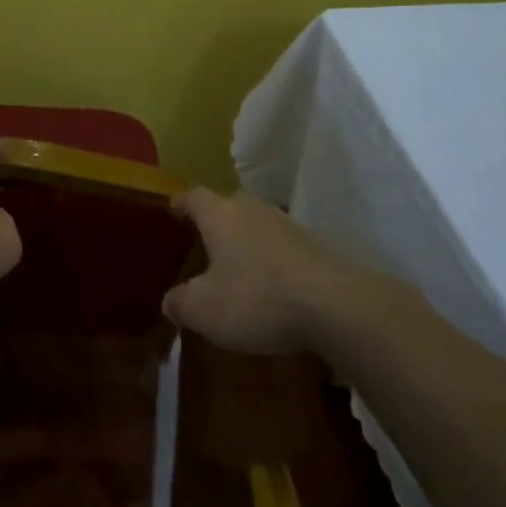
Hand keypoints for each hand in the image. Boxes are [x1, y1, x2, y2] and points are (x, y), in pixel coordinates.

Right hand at [162, 189, 352, 354]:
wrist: (335, 305)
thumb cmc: (256, 298)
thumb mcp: (204, 309)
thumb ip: (180, 302)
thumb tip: (170, 301)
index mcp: (220, 215)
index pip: (193, 196)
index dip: (180, 203)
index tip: (171, 210)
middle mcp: (253, 209)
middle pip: (228, 204)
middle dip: (214, 220)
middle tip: (201, 240)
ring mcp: (288, 225)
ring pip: (257, 224)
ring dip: (244, 240)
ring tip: (235, 264)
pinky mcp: (315, 246)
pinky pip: (281, 246)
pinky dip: (270, 259)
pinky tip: (268, 283)